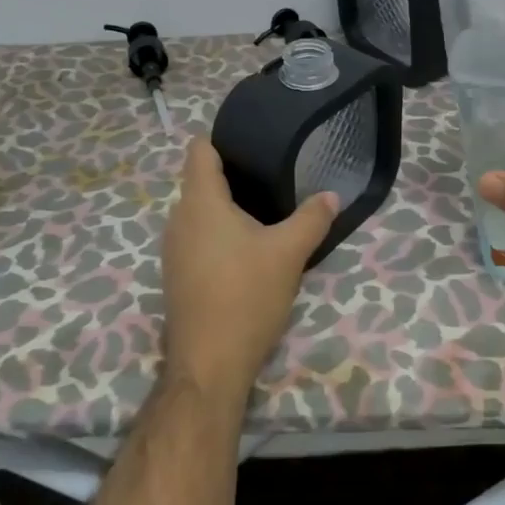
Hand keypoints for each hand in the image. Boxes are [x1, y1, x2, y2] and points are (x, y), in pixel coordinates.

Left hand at [160, 137, 338, 401]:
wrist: (209, 364)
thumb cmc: (246, 296)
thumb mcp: (288, 253)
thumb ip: (312, 218)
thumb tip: (331, 195)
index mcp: (200, 202)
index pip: (199, 150)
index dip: (223, 140)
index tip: (253, 143)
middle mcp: (178, 219)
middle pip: (200, 181)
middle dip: (233, 176)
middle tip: (271, 178)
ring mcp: (173, 249)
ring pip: (198, 212)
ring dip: (226, 209)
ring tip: (263, 212)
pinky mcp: (176, 275)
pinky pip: (196, 238)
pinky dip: (217, 235)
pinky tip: (246, 251)